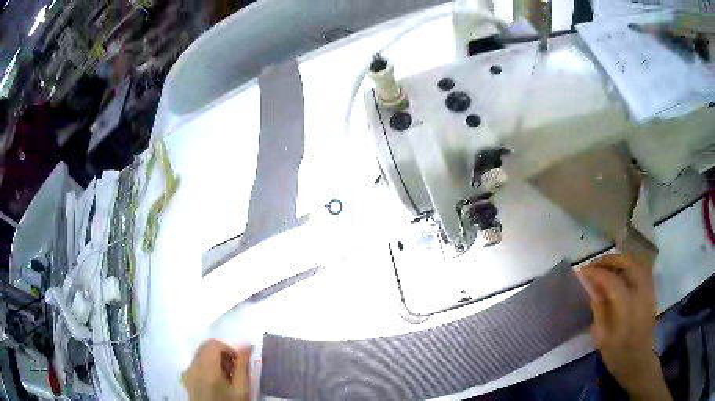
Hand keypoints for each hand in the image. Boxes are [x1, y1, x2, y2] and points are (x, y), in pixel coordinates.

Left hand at [183, 340, 250, 400]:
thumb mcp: (241, 389)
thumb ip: (243, 367)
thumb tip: (245, 347)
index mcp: (206, 368)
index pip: (214, 344)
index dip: (230, 346)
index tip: (242, 358)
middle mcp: (193, 366)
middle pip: (206, 347)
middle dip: (223, 351)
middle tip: (237, 365)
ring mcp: (187, 372)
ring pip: (201, 354)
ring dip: (216, 358)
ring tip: (230, 373)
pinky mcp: (187, 378)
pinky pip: (197, 363)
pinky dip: (209, 364)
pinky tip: (219, 378)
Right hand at [577, 254, 670, 400]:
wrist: (638, 360)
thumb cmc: (617, 353)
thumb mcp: (602, 337)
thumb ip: (599, 309)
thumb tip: (592, 288)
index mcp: (626, 305)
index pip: (610, 279)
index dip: (596, 272)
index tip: (582, 271)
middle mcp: (640, 291)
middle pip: (627, 262)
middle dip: (610, 260)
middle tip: (596, 264)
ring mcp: (648, 289)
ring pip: (636, 262)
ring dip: (621, 260)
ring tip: (608, 267)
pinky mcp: (651, 292)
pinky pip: (642, 269)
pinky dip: (630, 266)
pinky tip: (622, 274)